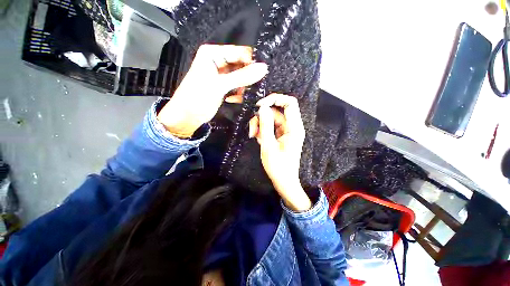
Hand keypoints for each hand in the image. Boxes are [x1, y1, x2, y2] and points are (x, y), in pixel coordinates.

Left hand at [158, 44, 267, 137]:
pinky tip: (234, 99)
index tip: (263, 73)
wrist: (187, 116)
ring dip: (243, 87)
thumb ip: (241, 77)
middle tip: (255, 87)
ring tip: (241, 95)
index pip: (239, 52)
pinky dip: (238, 93)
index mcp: (213, 54)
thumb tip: (263, 68)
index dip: (252, 62)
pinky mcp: (225, 87)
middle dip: (248, 77)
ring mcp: (222, 75)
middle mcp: (218, 61)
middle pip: (241, 65)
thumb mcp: (219, 85)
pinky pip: (238, 86)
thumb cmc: (198, 97)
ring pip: (241, 77)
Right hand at [249, 94, 310, 211]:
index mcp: (294, 128)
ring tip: (253, 136)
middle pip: (276, 111)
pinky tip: (258, 139)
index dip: (275, 99)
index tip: (260, 105)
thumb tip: (262, 107)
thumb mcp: (268, 145)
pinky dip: (263, 130)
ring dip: (260, 125)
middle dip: (262, 117)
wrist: (284, 182)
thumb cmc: (278, 167)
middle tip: (252, 129)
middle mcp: (292, 126)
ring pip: (271, 119)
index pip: (290, 103)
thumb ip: (265, 125)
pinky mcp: (281, 135)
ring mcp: (286, 131)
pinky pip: (271, 127)